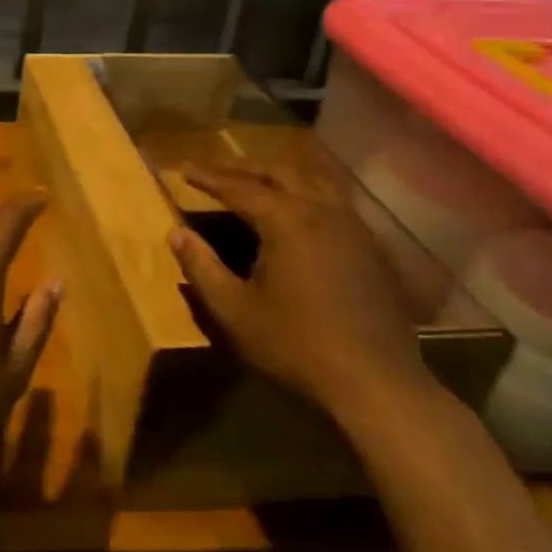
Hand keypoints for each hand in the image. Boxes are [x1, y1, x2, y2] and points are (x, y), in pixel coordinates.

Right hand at [166, 153, 434, 421]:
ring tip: (259, 179)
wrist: (375, 383)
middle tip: (216, 169)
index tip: (183, 169)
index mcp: (287, 222)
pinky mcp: (373, 250)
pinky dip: (311, 194)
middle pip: (281, 174)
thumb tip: (176, 234)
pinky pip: (338, 203)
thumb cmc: (295, 345)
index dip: (208, 178)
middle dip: (244, 168)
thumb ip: (202, 267)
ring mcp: (354, 229)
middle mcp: (323, 213)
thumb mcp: (234, 310)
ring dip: (282, 175)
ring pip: (316, 182)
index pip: (239, 188)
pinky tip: (303, 212)